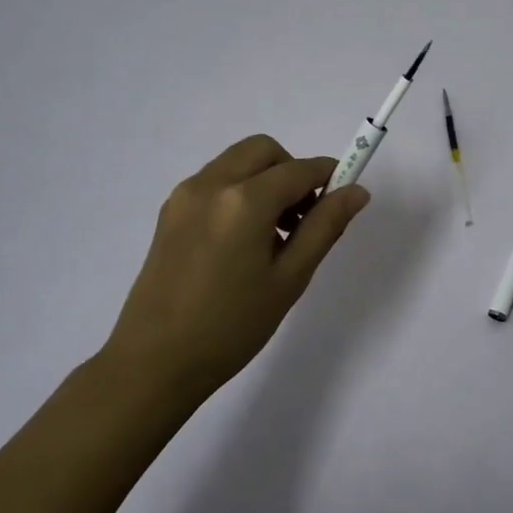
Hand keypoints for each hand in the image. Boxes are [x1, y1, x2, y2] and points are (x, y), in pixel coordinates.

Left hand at [105, 135, 370, 395]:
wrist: (155, 361)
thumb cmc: (232, 326)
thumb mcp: (290, 279)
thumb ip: (325, 227)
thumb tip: (357, 191)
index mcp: (244, 201)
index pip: (299, 169)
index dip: (329, 176)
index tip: (343, 198)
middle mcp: (211, 184)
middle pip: (264, 151)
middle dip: (292, 171)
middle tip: (304, 217)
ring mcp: (185, 195)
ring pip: (238, 162)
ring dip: (265, 179)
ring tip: (274, 234)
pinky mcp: (170, 211)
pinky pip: (215, 181)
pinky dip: (239, 190)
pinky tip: (243, 240)